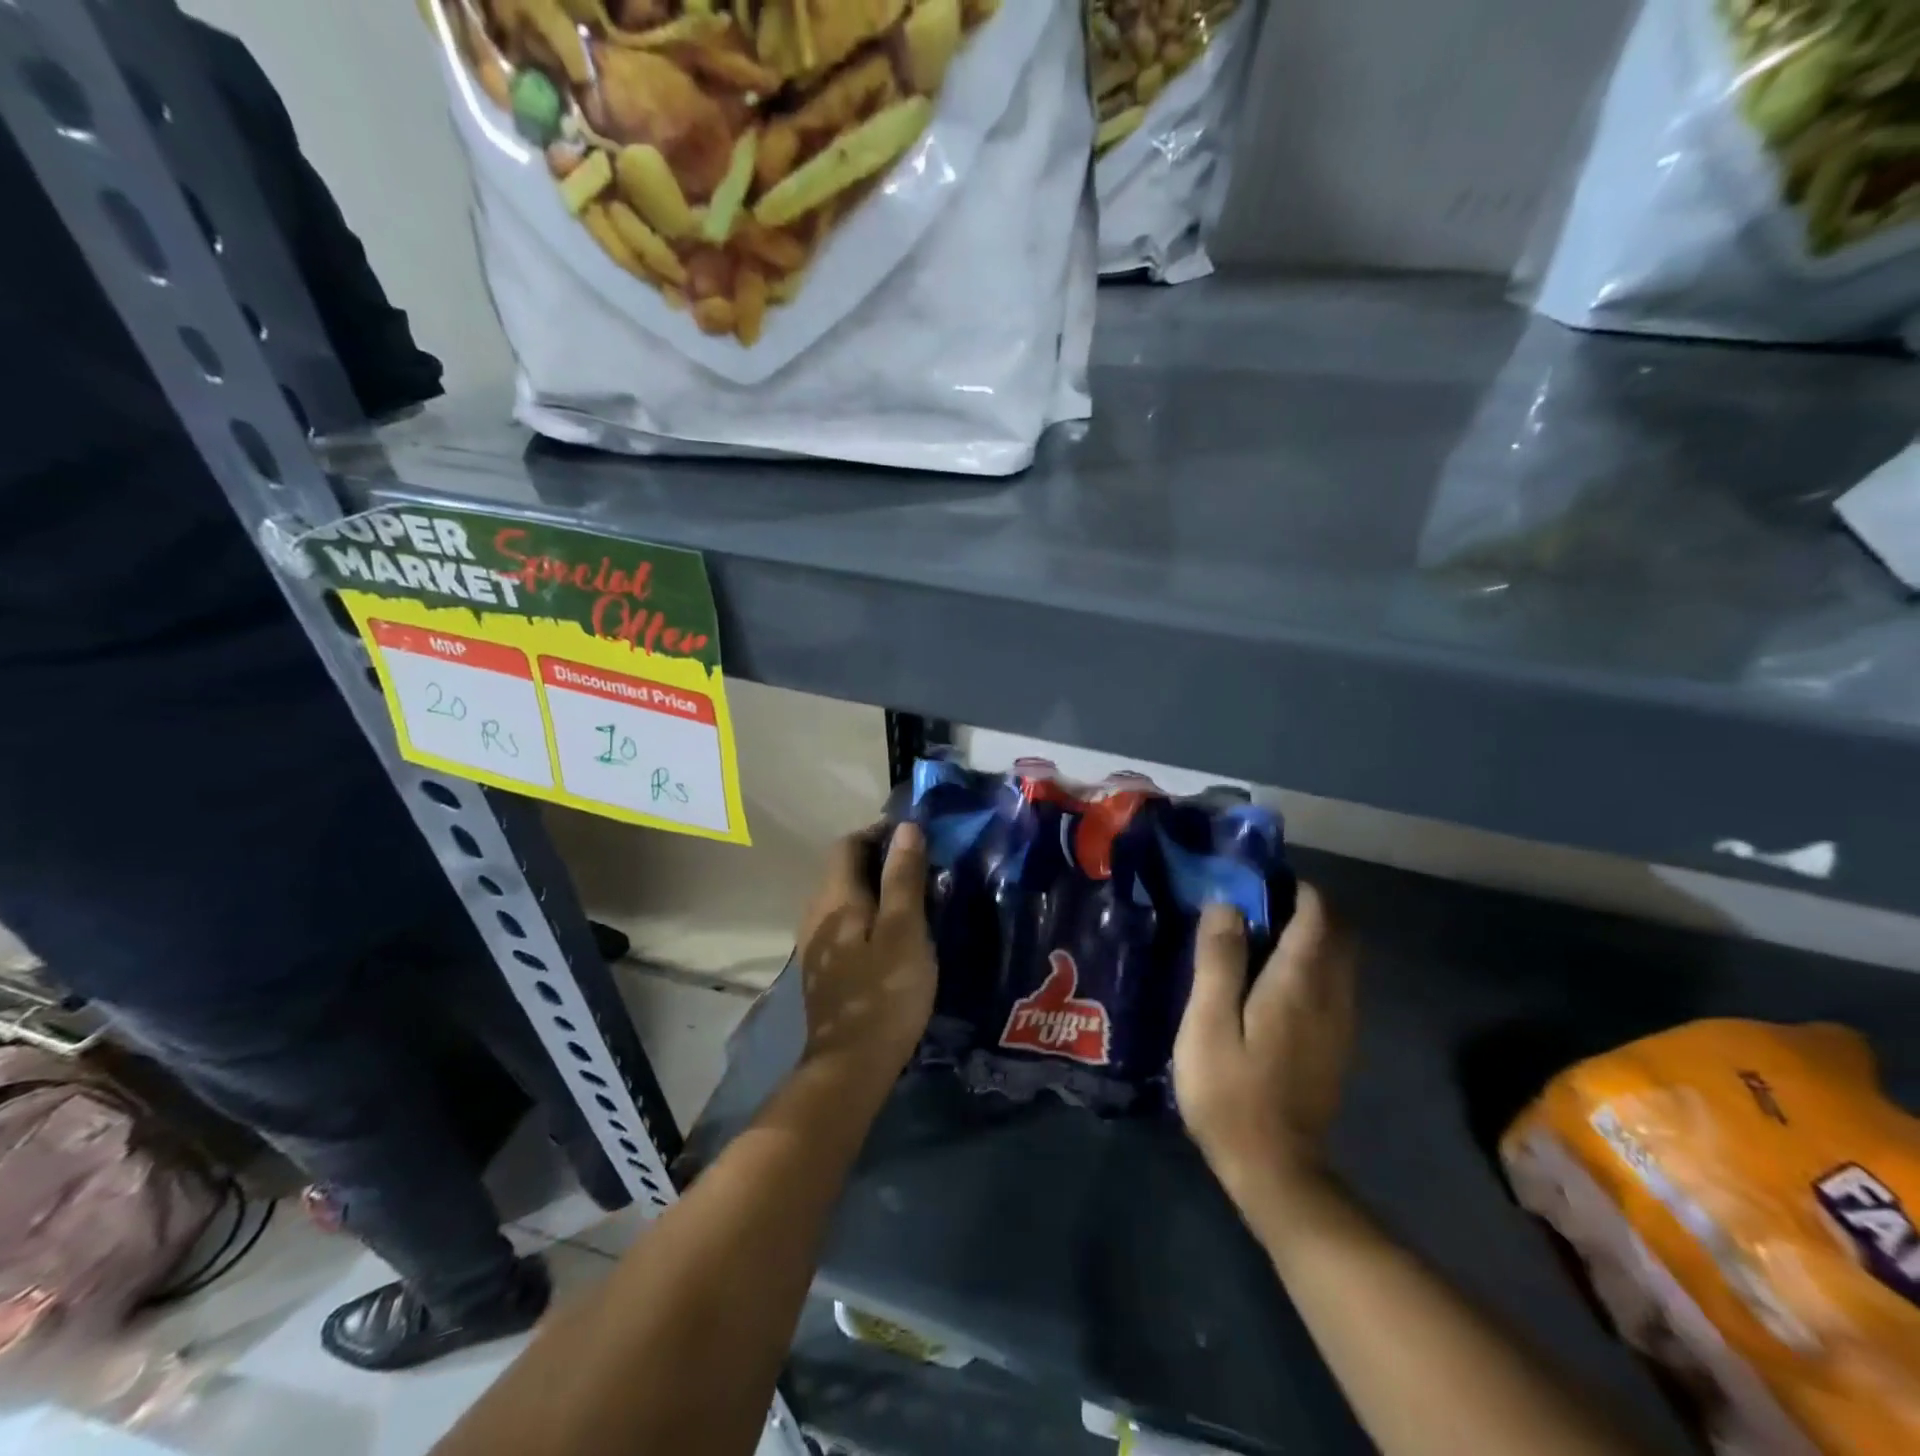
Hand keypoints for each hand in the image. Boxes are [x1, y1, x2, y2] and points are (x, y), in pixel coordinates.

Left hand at [795, 824, 935, 1085]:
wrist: (851, 1064)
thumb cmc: (884, 993)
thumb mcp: (904, 931)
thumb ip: (903, 877)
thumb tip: (905, 828)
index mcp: (835, 897)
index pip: (849, 844)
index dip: (879, 833)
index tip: (917, 838)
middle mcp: (817, 911)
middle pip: (845, 868)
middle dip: (881, 858)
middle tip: (924, 866)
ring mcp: (817, 941)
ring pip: (846, 896)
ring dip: (877, 887)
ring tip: (916, 896)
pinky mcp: (825, 965)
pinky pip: (846, 921)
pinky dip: (870, 913)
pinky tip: (895, 932)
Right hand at [1173, 882, 1356, 1200]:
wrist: (1275, 1170)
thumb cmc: (1230, 1092)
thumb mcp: (1208, 1022)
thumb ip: (1220, 960)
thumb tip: (1226, 904)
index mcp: (1299, 982)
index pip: (1317, 913)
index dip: (1293, 887)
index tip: (1256, 881)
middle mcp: (1331, 995)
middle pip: (1338, 931)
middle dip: (1305, 907)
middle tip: (1255, 907)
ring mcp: (1340, 1023)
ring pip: (1339, 958)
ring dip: (1309, 936)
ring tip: (1258, 939)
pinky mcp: (1337, 1045)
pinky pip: (1334, 984)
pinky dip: (1312, 965)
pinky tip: (1272, 983)